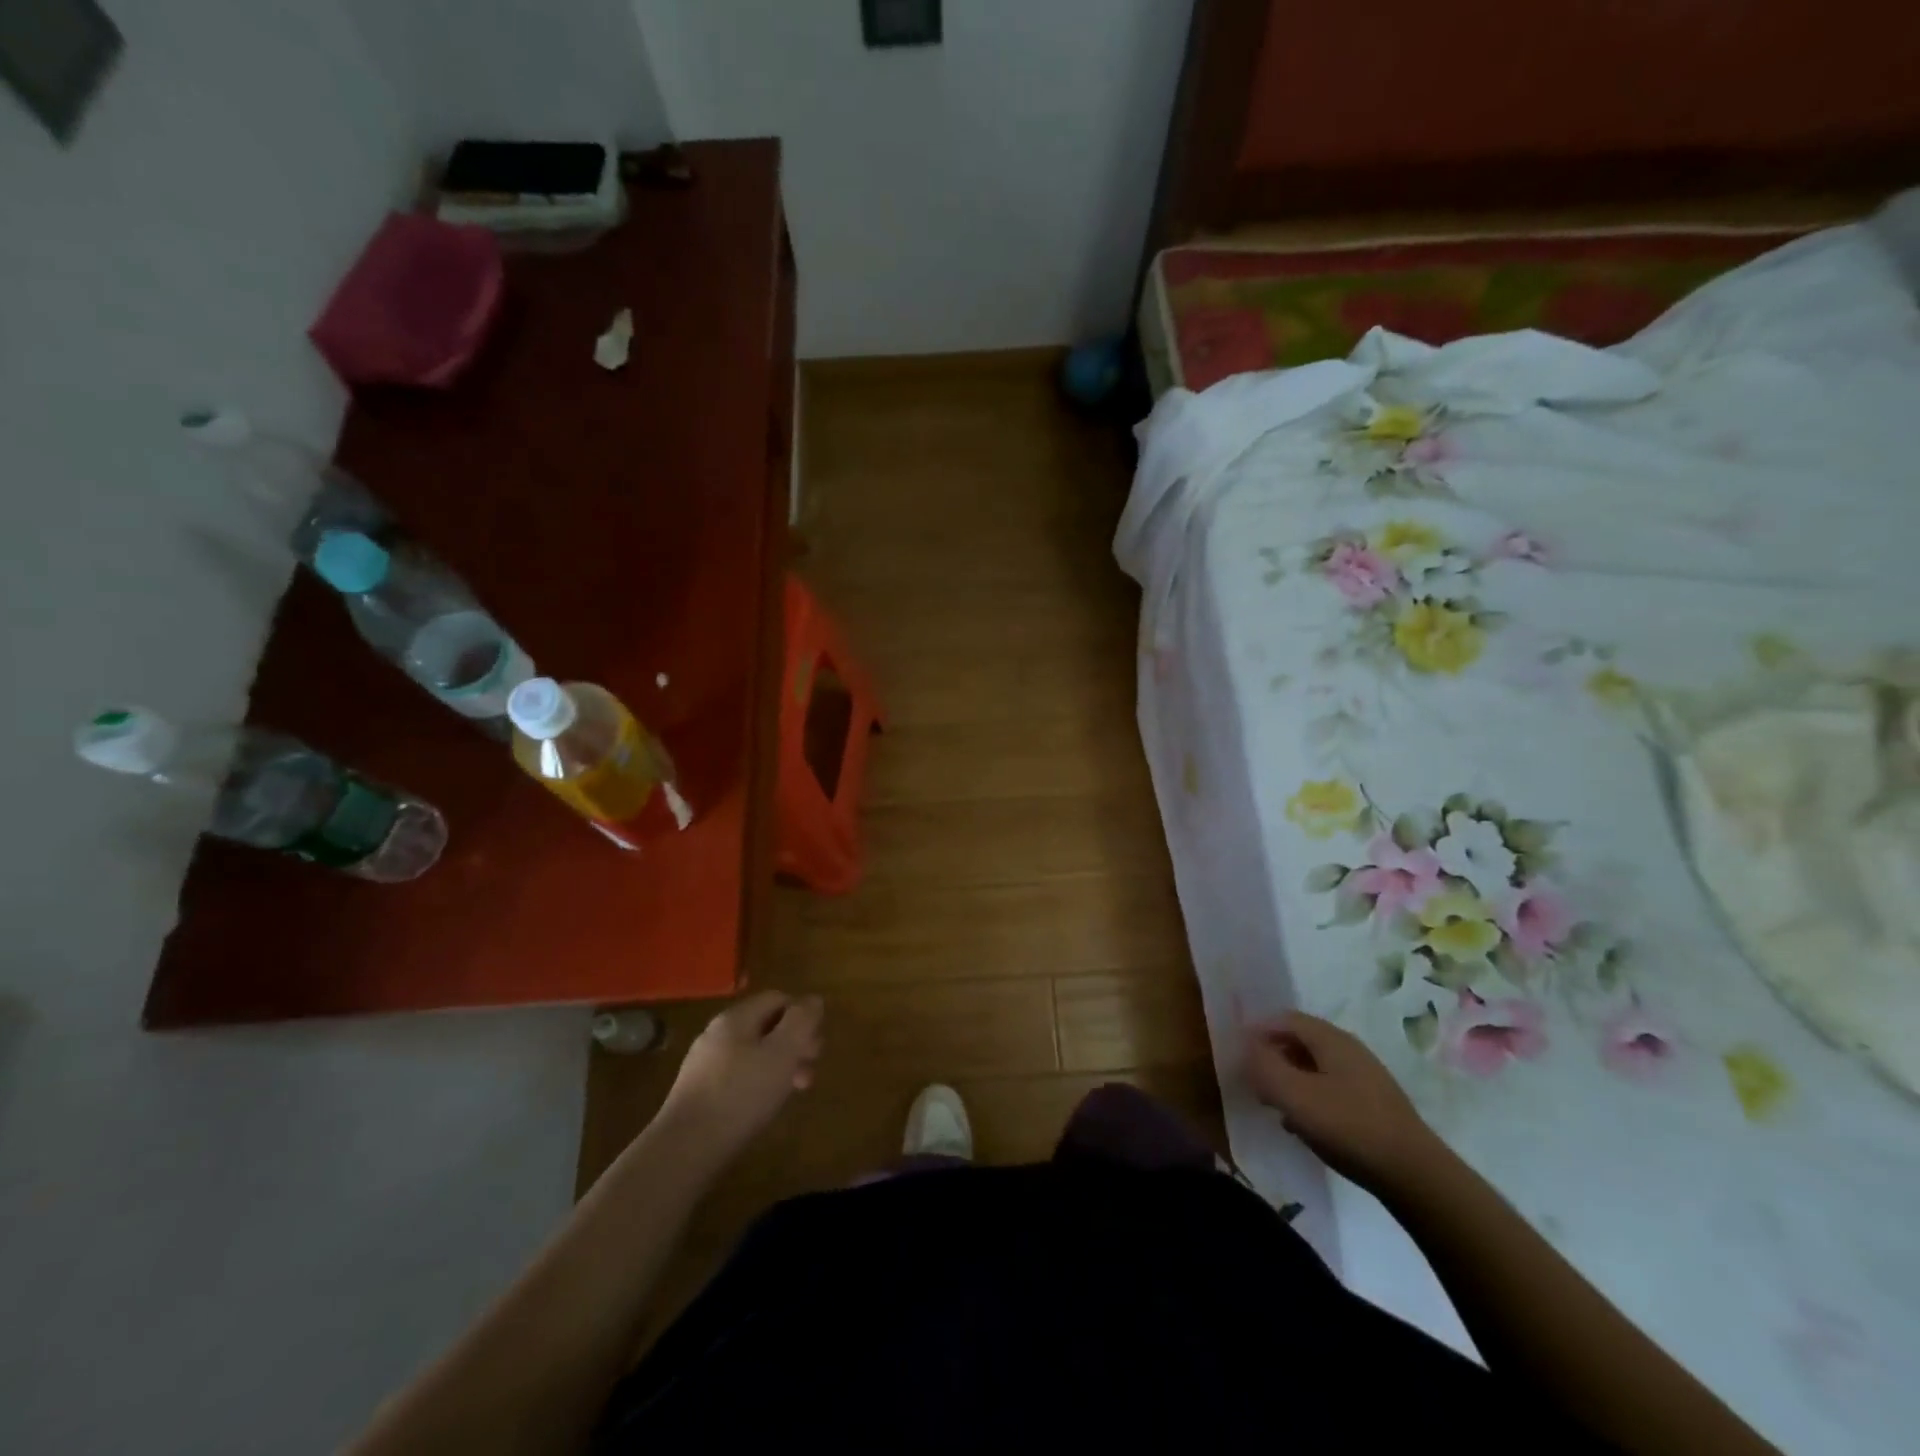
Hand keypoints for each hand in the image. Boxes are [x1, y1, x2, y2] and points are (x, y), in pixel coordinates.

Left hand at [659, 992, 823, 1154]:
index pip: (777, 998)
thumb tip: (814, 999)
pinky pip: (737, 1075)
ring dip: (779, 1066)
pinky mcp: (698, 1091)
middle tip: (809, 1072)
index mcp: (736, 1017)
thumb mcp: (783, 1053)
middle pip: (766, 1025)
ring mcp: (704, 1063)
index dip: (802, 1016)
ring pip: (753, 1052)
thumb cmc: (741, 1095)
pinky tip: (763, 1106)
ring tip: (792, 1092)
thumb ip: (801, 1021)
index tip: (815, 1047)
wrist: (685, 1149)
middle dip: (793, 1044)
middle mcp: (717, 1032)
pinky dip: (758, 1083)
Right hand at [1244, 1011, 1447, 1194]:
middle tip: (1251, 1077)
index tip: (1237, 1052)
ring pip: (1314, 1066)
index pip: (1284, 1019)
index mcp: (1330, 1039)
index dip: (1257, 1030)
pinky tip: (1301, 1123)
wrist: (1414, 1176)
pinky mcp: (1372, 1104)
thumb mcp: (1295, 1096)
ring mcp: (1364, 1077)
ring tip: (1271, 1101)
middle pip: (1299, 1040)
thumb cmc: (1348, 1127)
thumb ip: (1263, 1067)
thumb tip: (1245, 1047)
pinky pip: (1329, 1087)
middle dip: (1271, 1054)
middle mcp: (1348, 1049)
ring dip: (1288, 1077)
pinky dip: (1308, 1095)